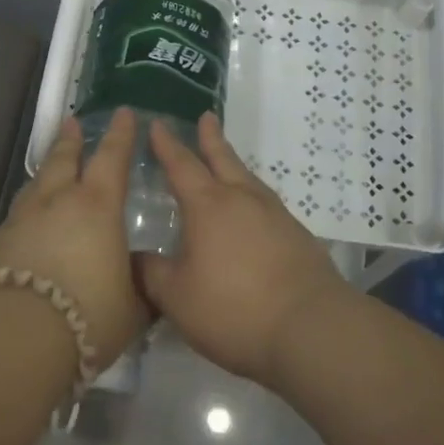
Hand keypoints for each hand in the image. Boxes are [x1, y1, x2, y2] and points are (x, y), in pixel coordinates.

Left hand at [0, 108, 146, 368]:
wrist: (15, 336)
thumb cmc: (88, 315)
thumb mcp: (133, 308)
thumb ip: (143, 287)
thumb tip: (148, 277)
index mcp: (97, 206)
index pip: (112, 158)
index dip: (120, 135)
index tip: (123, 112)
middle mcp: (58, 201)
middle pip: (64, 159)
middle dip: (71, 140)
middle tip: (72, 123)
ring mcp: (23, 219)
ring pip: (37, 183)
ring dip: (47, 170)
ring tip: (51, 166)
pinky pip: (19, 213)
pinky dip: (29, 207)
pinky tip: (29, 219)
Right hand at [138, 113, 351, 384]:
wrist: (312, 328)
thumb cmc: (234, 309)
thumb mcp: (177, 297)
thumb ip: (150, 274)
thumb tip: (131, 257)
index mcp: (208, 206)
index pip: (181, 165)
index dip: (167, 145)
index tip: (158, 124)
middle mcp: (242, 199)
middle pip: (223, 159)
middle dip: (210, 138)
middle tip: (207, 116)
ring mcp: (275, 215)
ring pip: (248, 179)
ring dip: (233, 165)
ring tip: (227, 161)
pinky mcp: (297, 236)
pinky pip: (266, 204)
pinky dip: (252, 197)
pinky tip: (252, 213)